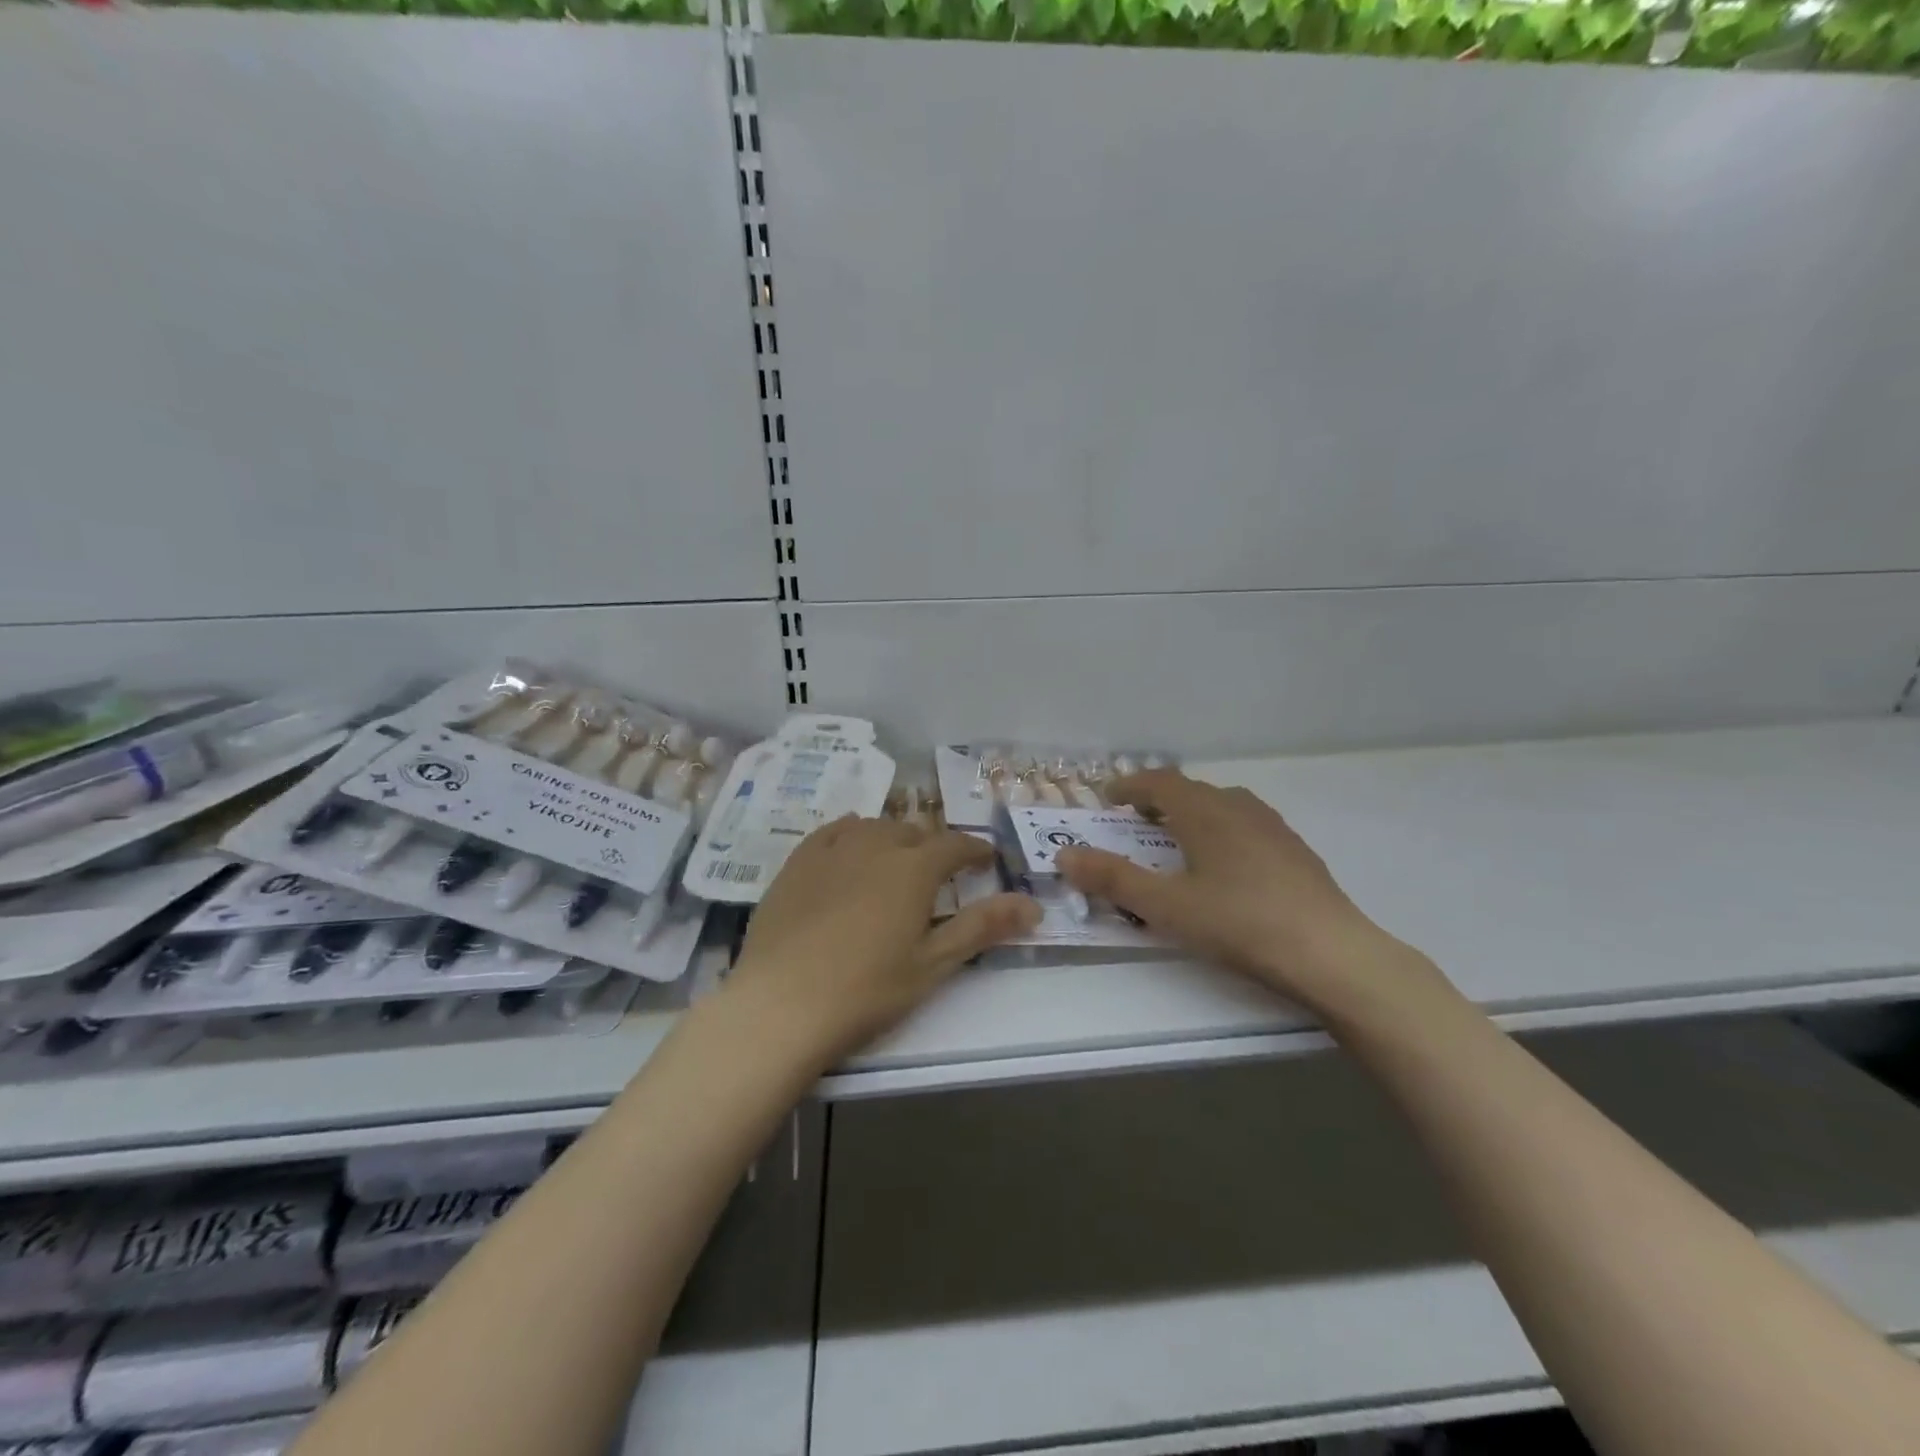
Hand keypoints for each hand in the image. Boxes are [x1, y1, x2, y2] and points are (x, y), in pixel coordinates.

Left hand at [728, 816, 1039, 1064]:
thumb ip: (982, 927)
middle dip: (932, 846)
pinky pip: (832, 832)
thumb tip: (1032, 904)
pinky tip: (850, 846)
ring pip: (873, 827)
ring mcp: (831, 850)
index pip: (955, 845)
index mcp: (913, 868)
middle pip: (913, 832)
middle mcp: (875, 845)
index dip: (975, 849)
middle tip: (939, 873)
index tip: (987, 857)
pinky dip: (851, 833)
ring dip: (893, 838)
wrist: (781, 1004)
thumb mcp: (933, 964)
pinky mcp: (797, 862)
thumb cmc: (867, 990)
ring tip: (896, 861)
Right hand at [1057, 770, 1405, 1010]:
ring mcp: (1272, 827)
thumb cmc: (1239, 922)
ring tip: (1178, 842)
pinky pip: (1246, 825)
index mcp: (1204, 812)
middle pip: (1190, 790)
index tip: (1108, 798)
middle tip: (1136, 823)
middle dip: (1158, 801)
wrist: (1330, 952)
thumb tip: (1064, 855)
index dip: (1129, 785)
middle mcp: (1238, 807)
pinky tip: (1226, 867)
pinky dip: (1221, 831)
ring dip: (1192, 814)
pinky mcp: (1295, 851)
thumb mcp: (1165, 906)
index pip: (1159, 781)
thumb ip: (1112, 879)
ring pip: (1222, 806)